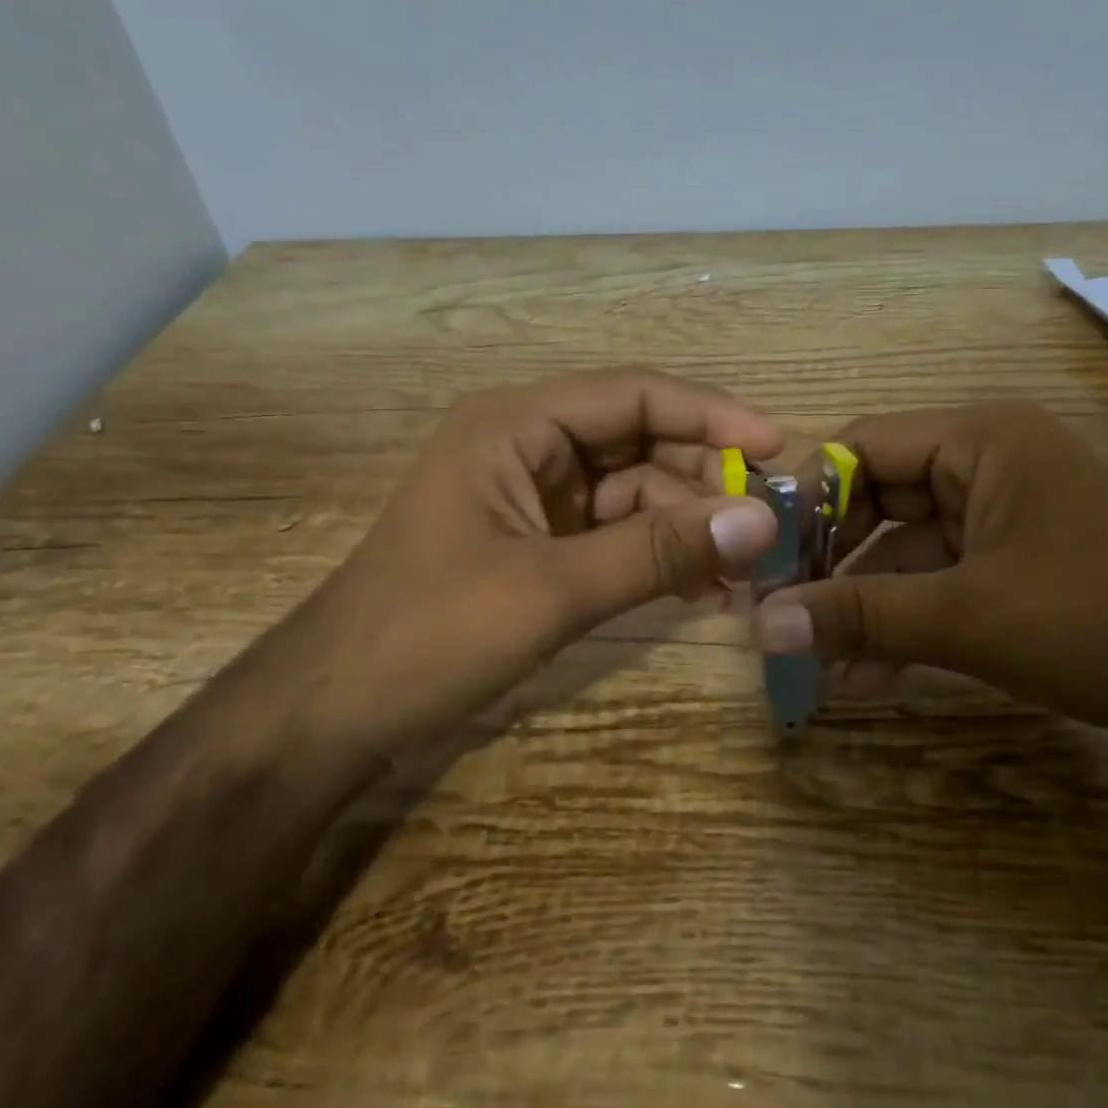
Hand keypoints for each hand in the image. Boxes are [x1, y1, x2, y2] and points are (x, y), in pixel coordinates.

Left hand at [324, 367, 781, 743]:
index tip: (775, 449)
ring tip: (739, 573)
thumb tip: (760, 520)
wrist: (332, 713)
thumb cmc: (430, 634)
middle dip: (701, 484)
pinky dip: (653, 555)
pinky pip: (611, 533)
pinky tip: (697, 589)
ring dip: (683, 526)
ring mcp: (529, 497)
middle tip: (765, 531)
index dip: (710, 415)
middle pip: (637, 442)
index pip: (633, 395)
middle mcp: (525, 446)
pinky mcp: (533, 543)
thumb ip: (658, 551)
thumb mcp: (552, 590)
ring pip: (630, 492)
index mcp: (515, 424)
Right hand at [753, 402, 1107, 755]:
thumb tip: (761, 625)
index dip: (807, 500)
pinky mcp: (1020, 574)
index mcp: (979, 440)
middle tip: (782, 616)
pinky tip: (867, 677)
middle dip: (832, 564)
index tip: (763, 560)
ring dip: (864, 606)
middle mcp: (988, 467)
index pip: (861, 447)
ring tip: (816, 661)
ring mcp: (1006, 523)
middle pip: (879, 501)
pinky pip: (942, 588)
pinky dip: (905, 626)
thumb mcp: (967, 615)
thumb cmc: (1104, 618)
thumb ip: (859, 615)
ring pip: (907, 554)